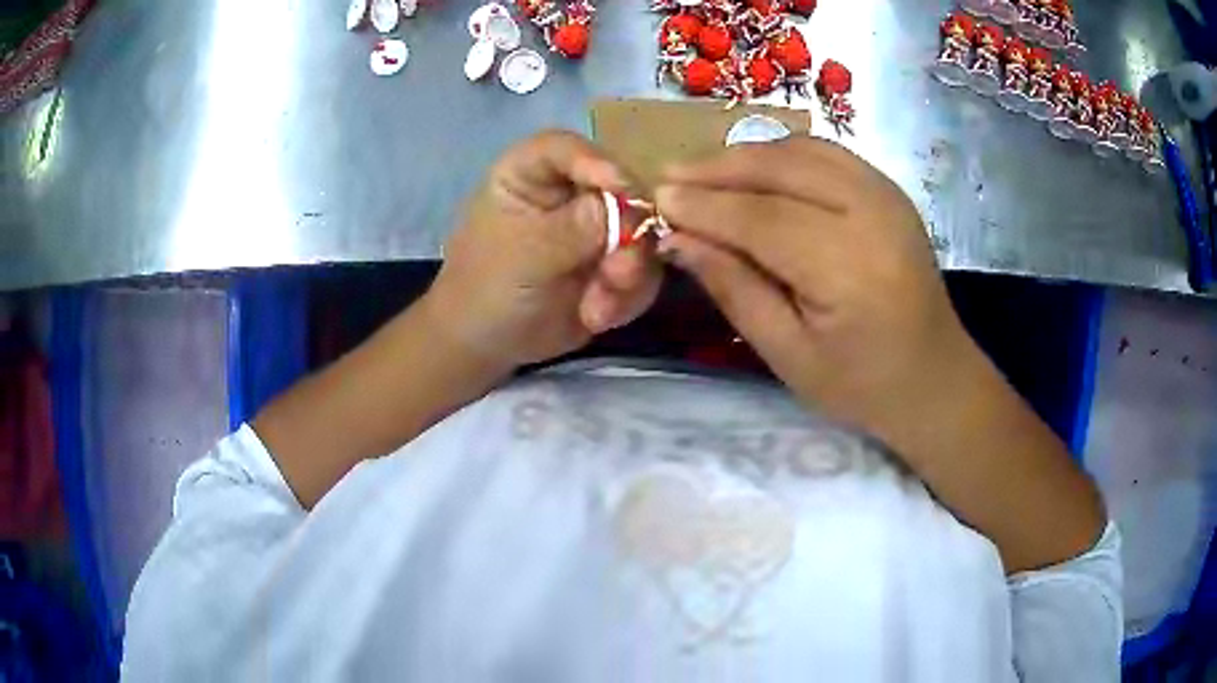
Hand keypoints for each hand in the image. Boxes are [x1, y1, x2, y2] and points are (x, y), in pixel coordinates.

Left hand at [427, 131, 662, 369]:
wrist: (486, 347)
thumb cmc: (484, 291)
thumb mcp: (523, 257)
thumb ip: (575, 229)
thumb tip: (628, 208)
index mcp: (529, 174)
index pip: (565, 149)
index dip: (595, 162)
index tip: (620, 188)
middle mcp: (568, 193)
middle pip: (620, 190)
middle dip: (628, 235)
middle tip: (619, 274)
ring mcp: (595, 229)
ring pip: (640, 235)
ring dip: (628, 274)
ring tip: (598, 310)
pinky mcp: (613, 265)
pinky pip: (643, 271)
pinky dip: (626, 297)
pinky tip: (597, 318)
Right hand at [655, 138, 973, 443]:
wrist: (935, 378)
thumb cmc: (861, 385)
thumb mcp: (788, 355)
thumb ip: (734, 289)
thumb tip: (678, 239)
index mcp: (849, 270)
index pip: (761, 219)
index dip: (704, 206)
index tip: (656, 199)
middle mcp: (873, 215)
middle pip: (781, 170)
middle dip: (718, 170)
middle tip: (670, 177)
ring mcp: (887, 195)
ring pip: (801, 151)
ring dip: (747, 156)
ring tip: (704, 174)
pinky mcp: (890, 190)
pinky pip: (826, 153)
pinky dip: (783, 154)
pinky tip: (755, 172)